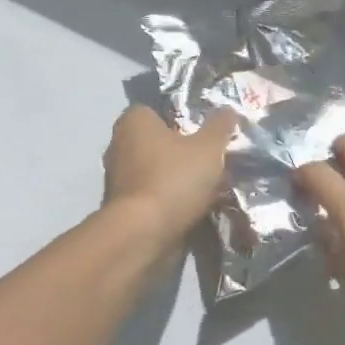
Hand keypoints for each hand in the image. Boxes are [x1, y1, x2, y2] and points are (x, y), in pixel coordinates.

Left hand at [102, 105, 241, 244]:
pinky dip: (168, 199)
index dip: (182, 119)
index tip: (203, 133)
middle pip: (157, 141)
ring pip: (155, 169)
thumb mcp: (209, 148)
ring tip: (205, 186)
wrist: (143, 234)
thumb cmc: (174, 179)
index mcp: (134, 121)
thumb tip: (228, 110)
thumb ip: (220, 126)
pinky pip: (152, 194)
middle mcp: (119, 144)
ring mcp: (117, 178)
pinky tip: (190, 206)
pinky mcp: (121, 206)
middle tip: (209, 159)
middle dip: (180, 150)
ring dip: (175, 177)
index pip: (158, 110)